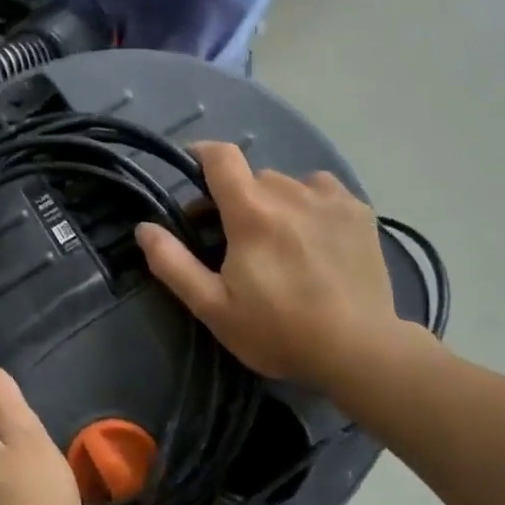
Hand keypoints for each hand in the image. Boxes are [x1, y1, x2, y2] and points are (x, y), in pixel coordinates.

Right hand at [135, 141, 434, 394]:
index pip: (221, 157)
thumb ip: (173, 264)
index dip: (201, 154)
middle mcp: (291, 193)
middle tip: (231, 236)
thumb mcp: (213, 307)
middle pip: (253, 178)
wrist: (359, 350)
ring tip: (277, 238)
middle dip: (235, 198)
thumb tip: (144, 228)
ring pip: (288, 183)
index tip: (191, 168)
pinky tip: (314, 234)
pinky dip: (309, 202)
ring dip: (273, 201)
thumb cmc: (278, 331)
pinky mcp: (360, 212)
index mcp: (252, 213)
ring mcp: (330, 200)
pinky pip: (323, 190)